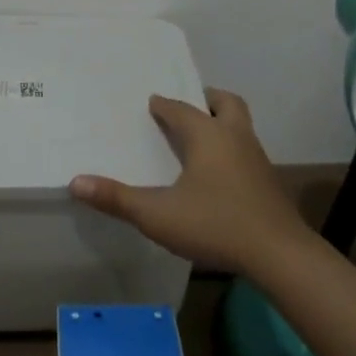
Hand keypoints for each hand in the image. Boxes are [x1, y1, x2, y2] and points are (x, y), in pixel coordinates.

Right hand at [71, 89, 311, 275]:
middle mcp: (235, 138)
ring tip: (201, 138)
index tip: (151, 103)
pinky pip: (247, 151)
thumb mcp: (157, 215)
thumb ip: (117, 198)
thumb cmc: (215, 224)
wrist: (279, 255)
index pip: (181, 109)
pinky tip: (219, 175)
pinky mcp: (268, 182)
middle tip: (190, 105)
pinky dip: (232, 150)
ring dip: (222, 124)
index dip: (164, 105)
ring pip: (241, 127)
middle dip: (207, 100)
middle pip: (226, 104)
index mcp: (208, 136)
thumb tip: (76, 181)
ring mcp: (257, 159)